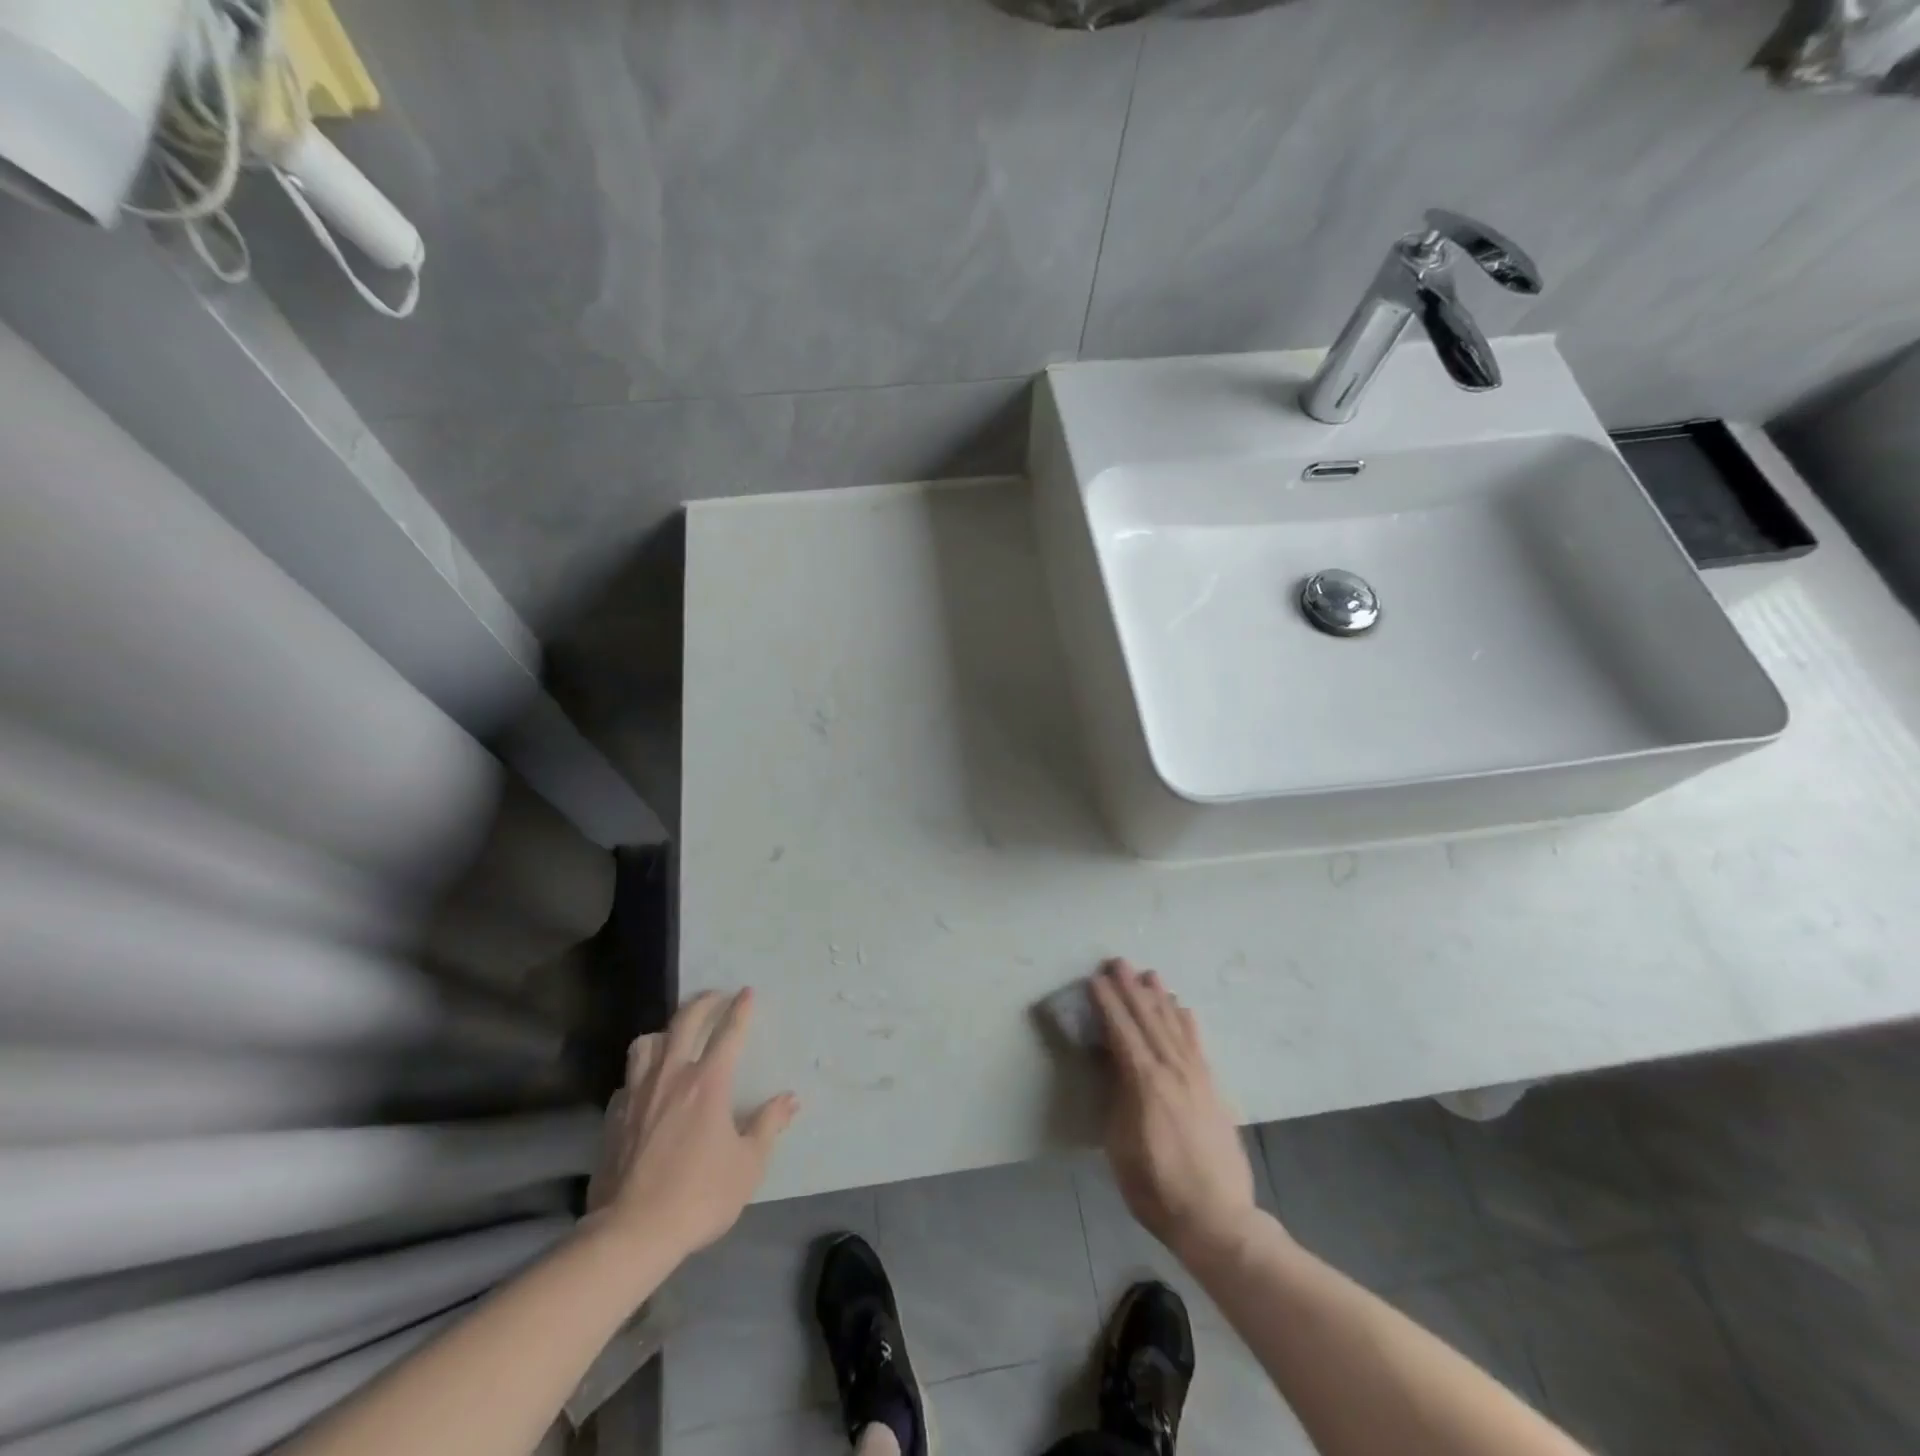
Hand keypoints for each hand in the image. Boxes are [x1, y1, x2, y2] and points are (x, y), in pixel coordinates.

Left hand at [590, 989, 798, 1262]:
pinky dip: (640, 1076)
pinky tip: (646, 1088)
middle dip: (703, 1003)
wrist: (631, 1233)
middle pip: (684, 1022)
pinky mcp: (613, 1118)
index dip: (740, 1009)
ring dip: (663, 1033)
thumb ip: (769, 1125)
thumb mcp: (748, 1165)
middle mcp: (671, 1077)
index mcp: (708, 1083)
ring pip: (645, 1044)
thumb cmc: (698, 1196)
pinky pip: (627, 1081)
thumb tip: (790, 1099)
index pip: (728, 1033)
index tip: (747, 991)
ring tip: (673, 1037)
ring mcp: (637, 1095)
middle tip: (715, 996)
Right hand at [1091, 958, 1258, 1263]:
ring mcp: (1197, 1077)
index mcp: (1144, 1083)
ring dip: (1159, 998)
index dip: (1108, 1003)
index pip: (1122, 1031)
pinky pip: (1197, 1044)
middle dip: (1131, 989)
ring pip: (1174, 1026)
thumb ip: (1117, 1098)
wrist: (1218, 1220)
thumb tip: (1113, 1064)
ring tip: (1149, 974)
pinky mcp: (1214, 1088)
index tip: (1095, 978)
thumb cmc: (1157, 1188)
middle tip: (1118, 962)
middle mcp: (1172, 1070)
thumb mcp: (1120, 1146)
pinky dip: (1188, 1022)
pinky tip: (1183, 1008)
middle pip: (1148, 1019)